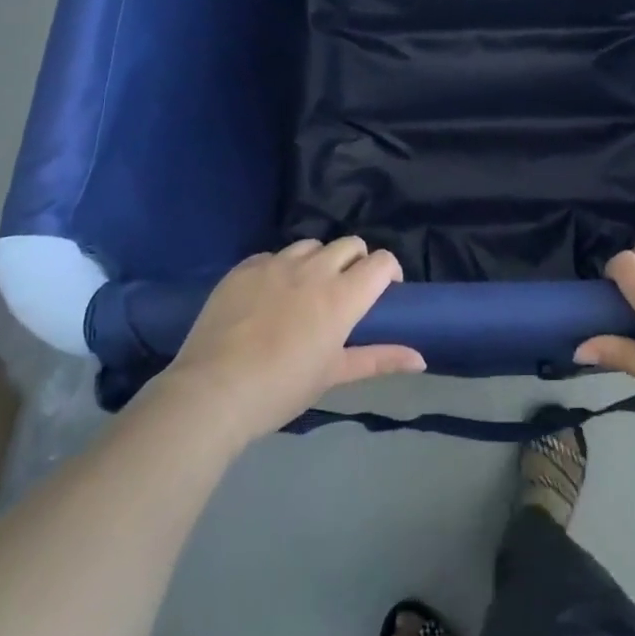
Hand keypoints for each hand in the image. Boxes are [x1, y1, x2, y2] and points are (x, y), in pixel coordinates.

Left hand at [161, 238, 423, 440]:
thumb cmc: (281, 389)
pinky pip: (273, 255)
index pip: (382, 261)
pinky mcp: (245, 267)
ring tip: (306, 289)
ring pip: (311, 245)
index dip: (389, 272)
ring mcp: (276, 264)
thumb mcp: (334, 375)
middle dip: (357, 262)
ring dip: (319, 261)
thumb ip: (379, 359)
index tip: (383, 293)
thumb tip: (422, 359)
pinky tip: (269, 295)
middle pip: (350, 244)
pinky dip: (280, 268)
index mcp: (342, 296)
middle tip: (345, 292)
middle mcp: (314, 270)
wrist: (212, 391)